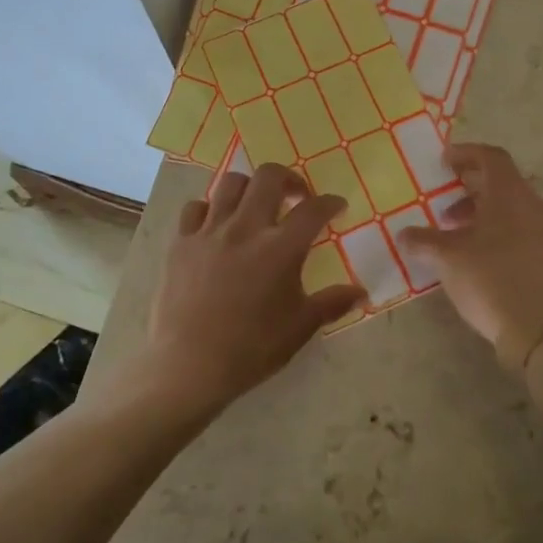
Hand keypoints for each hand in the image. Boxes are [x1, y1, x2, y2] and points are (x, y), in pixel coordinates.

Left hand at [121, 164, 365, 417]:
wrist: (189, 365)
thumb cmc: (251, 349)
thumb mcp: (300, 328)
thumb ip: (332, 303)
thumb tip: (361, 292)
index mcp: (281, 248)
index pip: (313, 209)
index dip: (330, 202)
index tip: (336, 206)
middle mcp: (246, 228)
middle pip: (269, 177)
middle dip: (289, 179)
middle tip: (296, 197)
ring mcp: (209, 231)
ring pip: (230, 183)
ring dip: (250, 187)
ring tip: (256, 206)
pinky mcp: (181, 242)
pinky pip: (195, 208)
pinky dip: (210, 209)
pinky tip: (216, 226)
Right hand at [397, 143, 542, 372]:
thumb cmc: (492, 282)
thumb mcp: (448, 259)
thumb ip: (423, 241)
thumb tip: (403, 235)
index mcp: (512, 196)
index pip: (492, 158)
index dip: (466, 154)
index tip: (444, 161)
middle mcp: (537, 207)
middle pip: (504, 183)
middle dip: (471, 189)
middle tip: (444, 204)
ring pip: (515, 210)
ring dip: (485, 214)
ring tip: (458, 237)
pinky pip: (526, 232)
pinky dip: (502, 233)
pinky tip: (482, 258)